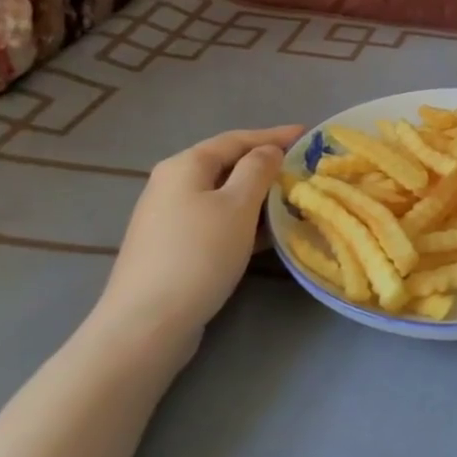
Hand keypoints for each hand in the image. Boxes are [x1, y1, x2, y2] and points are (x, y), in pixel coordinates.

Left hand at [95, 126, 302, 342]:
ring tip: (293, 199)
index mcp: (184, 166)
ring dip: (258, 195)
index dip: (274, 135)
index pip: (236, 139)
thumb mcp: (238, 206)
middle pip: (227, 165)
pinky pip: (217, 219)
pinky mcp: (173, 247)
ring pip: (223, 195)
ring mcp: (169, 217)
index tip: (308, 134)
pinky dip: (244, 219)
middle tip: (303, 168)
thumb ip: (258, 170)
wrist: (148, 322)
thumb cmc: (199, 254)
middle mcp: (171, 185)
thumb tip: (268, 151)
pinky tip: (267, 233)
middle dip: (266, 165)